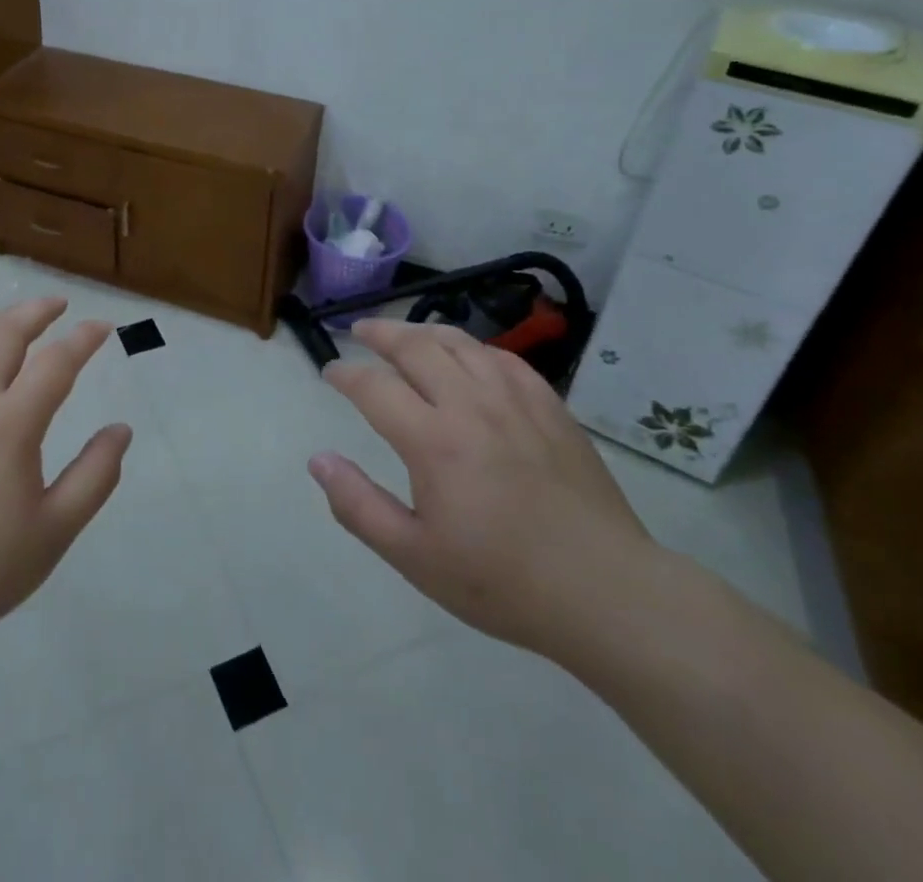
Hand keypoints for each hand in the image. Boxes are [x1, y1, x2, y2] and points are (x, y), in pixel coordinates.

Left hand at [0, 298, 130, 695]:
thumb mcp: (54, 531)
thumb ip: (95, 475)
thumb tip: (121, 430)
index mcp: (9, 423)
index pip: (56, 362)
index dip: (84, 339)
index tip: (104, 327)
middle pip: (4, 334)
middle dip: (37, 312)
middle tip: (58, 306)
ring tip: (14, 326)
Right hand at [310, 319, 656, 661]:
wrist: (605, 592)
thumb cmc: (501, 581)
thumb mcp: (415, 557)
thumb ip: (358, 506)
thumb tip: (318, 460)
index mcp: (433, 441)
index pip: (374, 387)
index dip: (345, 374)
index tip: (331, 374)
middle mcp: (471, 405)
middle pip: (416, 346)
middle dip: (380, 333)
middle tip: (359, 332)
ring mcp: (515, 400)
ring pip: (460, 343)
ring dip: (424, 331)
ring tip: (405, 334)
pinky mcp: (550, 406)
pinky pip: (503, 358)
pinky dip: (473, 348)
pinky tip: (468, 356)